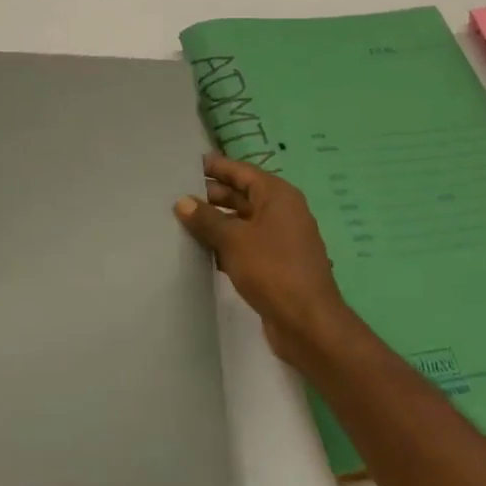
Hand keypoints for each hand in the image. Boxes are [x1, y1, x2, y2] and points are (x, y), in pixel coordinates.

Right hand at [175, 154, 357, 369]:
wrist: (307, 322)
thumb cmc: (271, 269)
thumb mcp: (233, 239)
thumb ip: (206, 218)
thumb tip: (183, 201)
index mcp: (277, 196)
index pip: (242, 171)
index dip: (217, 167)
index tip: (190, 164)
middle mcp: (283, 212)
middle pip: (243, 195)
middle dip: (213, 195)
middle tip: (179, 194)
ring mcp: (282, 239)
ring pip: (243, 222)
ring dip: (217, 222)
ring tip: (184, 221)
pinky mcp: (277, 264)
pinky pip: (247, 245)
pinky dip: (227, 244)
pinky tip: (202, 252)